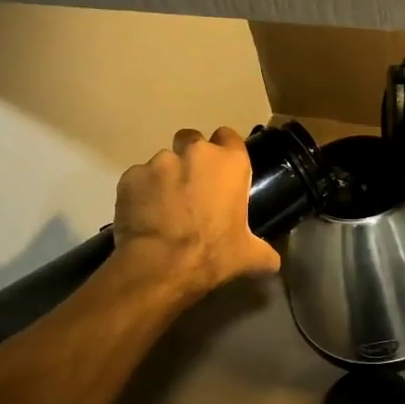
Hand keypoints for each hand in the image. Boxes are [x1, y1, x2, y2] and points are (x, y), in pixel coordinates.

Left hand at [112, 127, 280, 298]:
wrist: (160, 266)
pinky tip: (142, 215)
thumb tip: (273, 261)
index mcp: (230, 164)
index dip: (225, 150)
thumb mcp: (248, 256)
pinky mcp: (131, 176)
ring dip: (165, 178)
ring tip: (163, 207)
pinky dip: (141, 192)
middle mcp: (196, 153)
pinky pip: (138, 179)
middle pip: (192, 139)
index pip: (229, 137)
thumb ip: (264, 252)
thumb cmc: (213, 254)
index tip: (221, 171)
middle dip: (191, 157)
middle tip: (191, 187)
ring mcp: (160, 162)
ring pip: (163, 161)